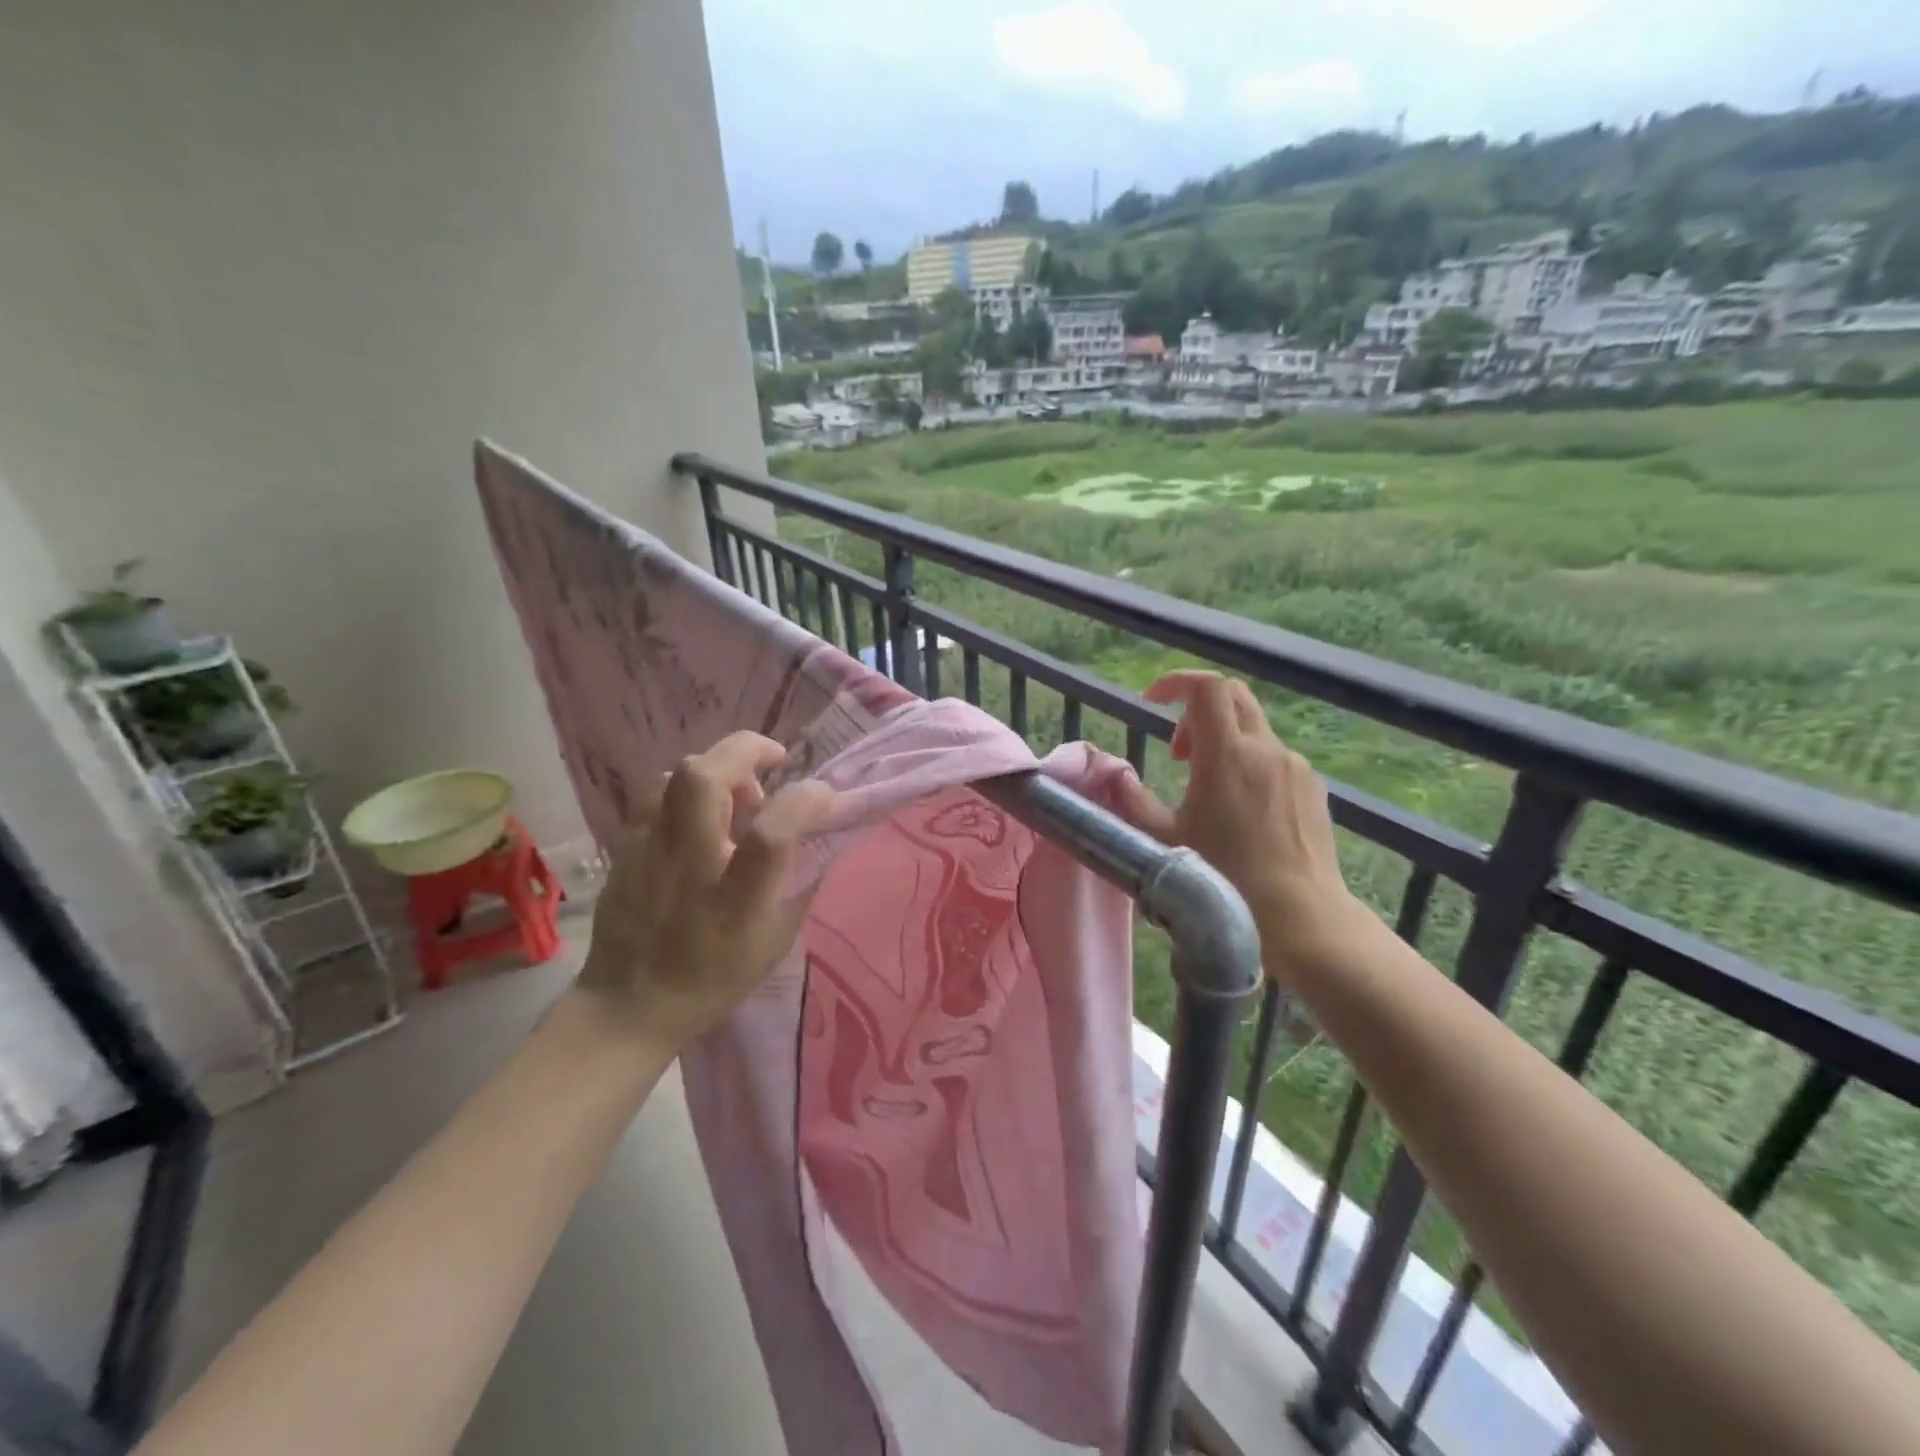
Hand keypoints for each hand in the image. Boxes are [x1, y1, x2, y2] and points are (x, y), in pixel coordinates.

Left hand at [576, 732, 836, 1056]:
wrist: (629, 1005)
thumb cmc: (713, 978)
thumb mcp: (775, 939)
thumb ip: (799, 881)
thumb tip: (818, 833)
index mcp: (735, 898)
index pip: (773, 831)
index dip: (806, 800)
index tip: (826, 796)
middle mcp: (689, 863)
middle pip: (706, 777)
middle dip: (746, 750)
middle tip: (773, 760)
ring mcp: (648, 851)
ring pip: (676, 775)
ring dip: (715, 767)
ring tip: (735, 789)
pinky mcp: (624, 848)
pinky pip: (655, 795)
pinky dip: (686, 789)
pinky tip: (698, 811)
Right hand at [1116, 671, 1359, 984]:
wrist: (1301, 918)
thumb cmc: (1224, 880)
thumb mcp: (1162, 841)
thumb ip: (1131, 800)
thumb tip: (1114, 773)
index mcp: (1226, 756)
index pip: (1206, 688)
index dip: (1176, 682)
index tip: (1151, 701)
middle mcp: (1265, 750)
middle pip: (1232, 696)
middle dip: (1196, 712)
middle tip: (1178, 752)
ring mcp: (1295, 768)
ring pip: (1254, 730)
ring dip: (1223, 742)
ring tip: (1207, 791)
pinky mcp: (1314, 789)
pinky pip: (1275, 759)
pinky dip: (1249, 765)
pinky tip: (1242, 813)